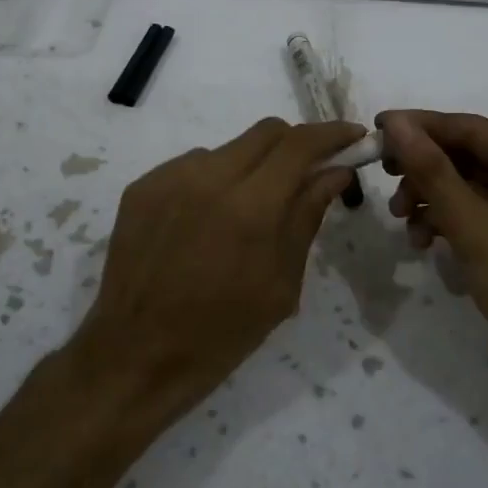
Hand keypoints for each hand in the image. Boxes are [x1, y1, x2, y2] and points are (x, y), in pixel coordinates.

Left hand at [73, 117, 365, 423]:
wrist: (135, 355)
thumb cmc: (221, 333)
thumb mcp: (280, 284)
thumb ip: (307, 216)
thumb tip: (334, 172)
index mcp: (248, 207)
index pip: (299, 144)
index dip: (332, 133)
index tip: (353, 136)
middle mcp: (206, 177)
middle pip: (265, 132)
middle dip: (296, 144)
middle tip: (309, 172)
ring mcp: (168, 178)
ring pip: (228, 149)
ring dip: (252, 166)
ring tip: (249, 211)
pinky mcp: (141, 188)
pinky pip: (192, 166)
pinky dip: (214, 180)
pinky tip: (209, 221)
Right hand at [377, 109, 487, 397]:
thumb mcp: (472, 224)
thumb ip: (432, 171)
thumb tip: (397, 124)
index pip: (471, 128)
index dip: (422, 125)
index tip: (377, 128)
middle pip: (469, 157)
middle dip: (424, 167)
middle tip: (384, 175)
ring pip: (469, 188)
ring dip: (431, 198)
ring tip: (400, 218)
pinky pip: (477, 216)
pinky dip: (447, 223)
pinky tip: (423, 242)